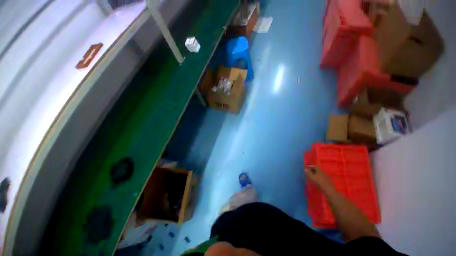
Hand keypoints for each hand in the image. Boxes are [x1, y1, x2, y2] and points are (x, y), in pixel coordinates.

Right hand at [304, 165, 333, 191]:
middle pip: (317, 169)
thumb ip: (308, 173)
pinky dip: (318, 177)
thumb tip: (305, 169)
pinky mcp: (327, 180)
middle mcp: (323, 172)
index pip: (315, 166)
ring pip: (319, 173)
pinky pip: (321, 176)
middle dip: (312, 170)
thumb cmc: (319, 182)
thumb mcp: (312, 177)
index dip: (310, 166)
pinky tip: (316, 180)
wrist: (328, 189)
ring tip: (311, 176)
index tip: (307, 167)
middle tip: (308, 171)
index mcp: (319, 170)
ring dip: (315, 173)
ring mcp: (325, 176)